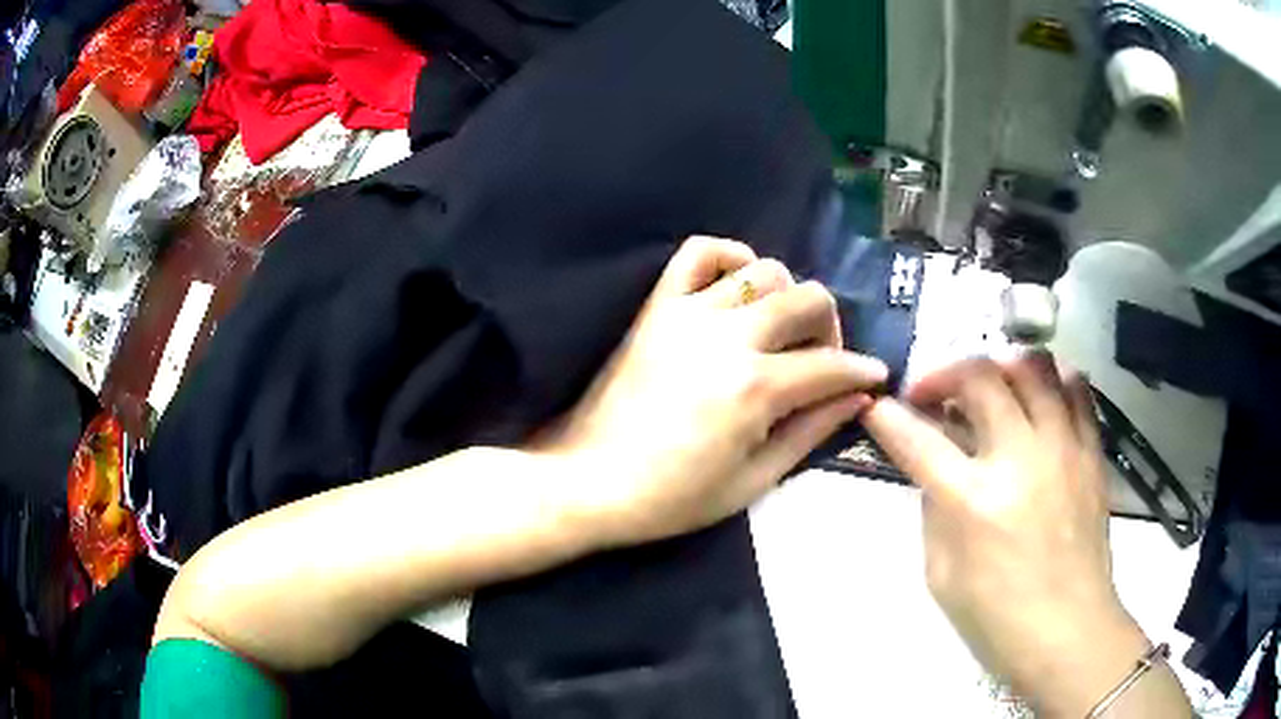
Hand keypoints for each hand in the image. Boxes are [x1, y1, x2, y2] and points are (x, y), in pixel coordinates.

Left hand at [536, 236, 887, 546]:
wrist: (589, 481)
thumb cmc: (672, 498)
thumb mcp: (753, 481)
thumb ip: (810, 433)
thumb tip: (857, 399)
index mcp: (757, 388)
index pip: (831, 365)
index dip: (862, 372)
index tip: (874, 377)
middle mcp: (729, 338)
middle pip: (808, 300)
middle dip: (830, 328)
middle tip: (822, 358)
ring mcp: (690, 315)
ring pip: (763, 272)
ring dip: (787, 295)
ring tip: (780, 327)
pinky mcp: (658, 307)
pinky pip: (697, 253)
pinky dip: (728, 256)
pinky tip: (738, 283)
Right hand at [861, 355, 1177, 715]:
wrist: (1068, 631)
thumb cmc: (996, 617)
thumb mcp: (941, 576)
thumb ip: (935, 512)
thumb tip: (934, 469)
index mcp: (973, 503)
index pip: (919, 440)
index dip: (889, 418)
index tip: (877, 407)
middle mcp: (1020, 460)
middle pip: (979, 378)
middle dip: (943, 374)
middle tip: (932, 396)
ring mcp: (1063, 448)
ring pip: (1033, 366)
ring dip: (1000, 367)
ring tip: (989, 390)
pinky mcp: (1091, 452)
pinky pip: (1077, 389)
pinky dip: (1052, 380)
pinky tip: (1039, 399)